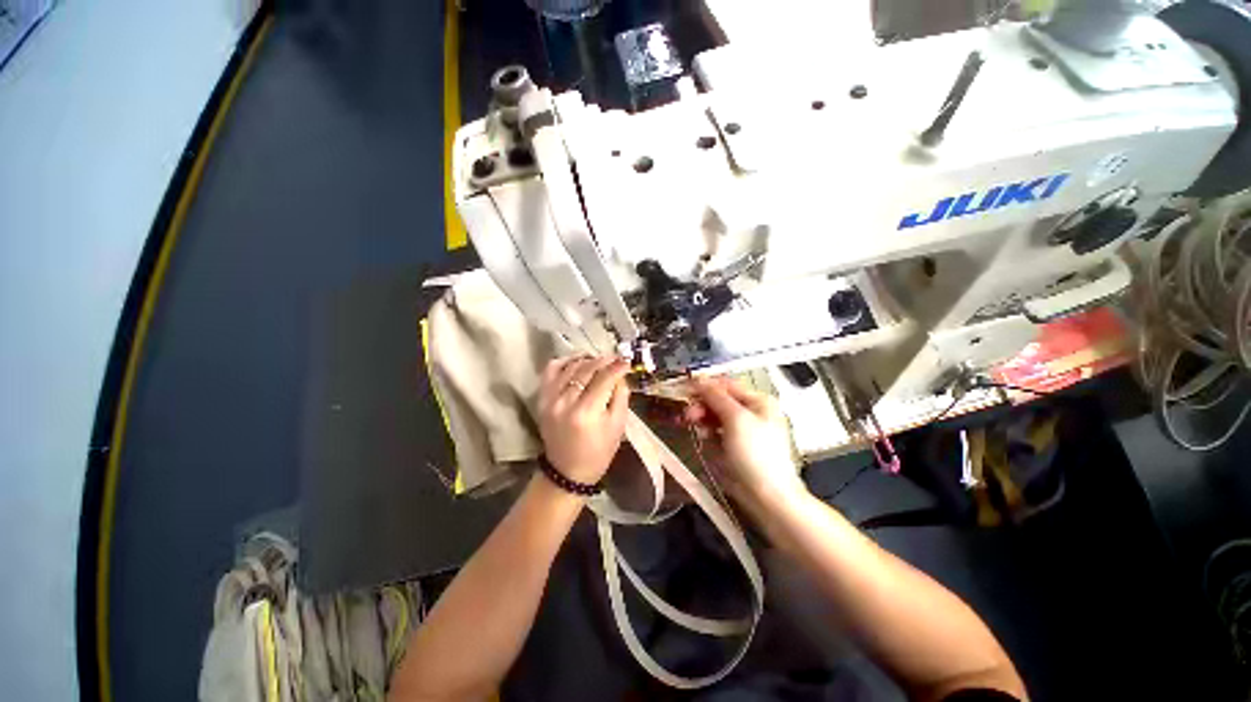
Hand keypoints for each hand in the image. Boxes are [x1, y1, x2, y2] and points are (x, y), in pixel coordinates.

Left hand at [537, 356, 630, 484]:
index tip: (627, 361)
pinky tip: (576, 361)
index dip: (617, 367)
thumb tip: (620, 374)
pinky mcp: (541, 399)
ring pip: (570, 367)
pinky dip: (564, 361)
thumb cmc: (598, 452)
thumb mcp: (618, 426)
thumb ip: (621, 396)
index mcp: (586, 412)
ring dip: (587, 359)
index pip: (604, 378)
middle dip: (604, 360)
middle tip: (615, 358)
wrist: (566, 471)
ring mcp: (549, 399)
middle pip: (587, 369)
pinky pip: (550, 371)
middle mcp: (565, 402)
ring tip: (599, 359)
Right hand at [687, 377, 804, 511]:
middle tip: (688, 414)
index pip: (727, 385)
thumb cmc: (756, 455)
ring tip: (695, 427)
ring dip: (703, 419)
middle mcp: (752, 413)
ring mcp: (744, 431)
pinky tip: (704, 438)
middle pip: (720, 401)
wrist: (768, 497)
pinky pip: (717, 434)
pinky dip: (709, 434)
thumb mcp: (736, 419)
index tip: (685, 389)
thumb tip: (700, 380)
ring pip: (716, 417)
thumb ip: (716, 397)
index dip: (706, 385)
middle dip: (703, 405)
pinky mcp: (736, 447)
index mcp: (759, 401)